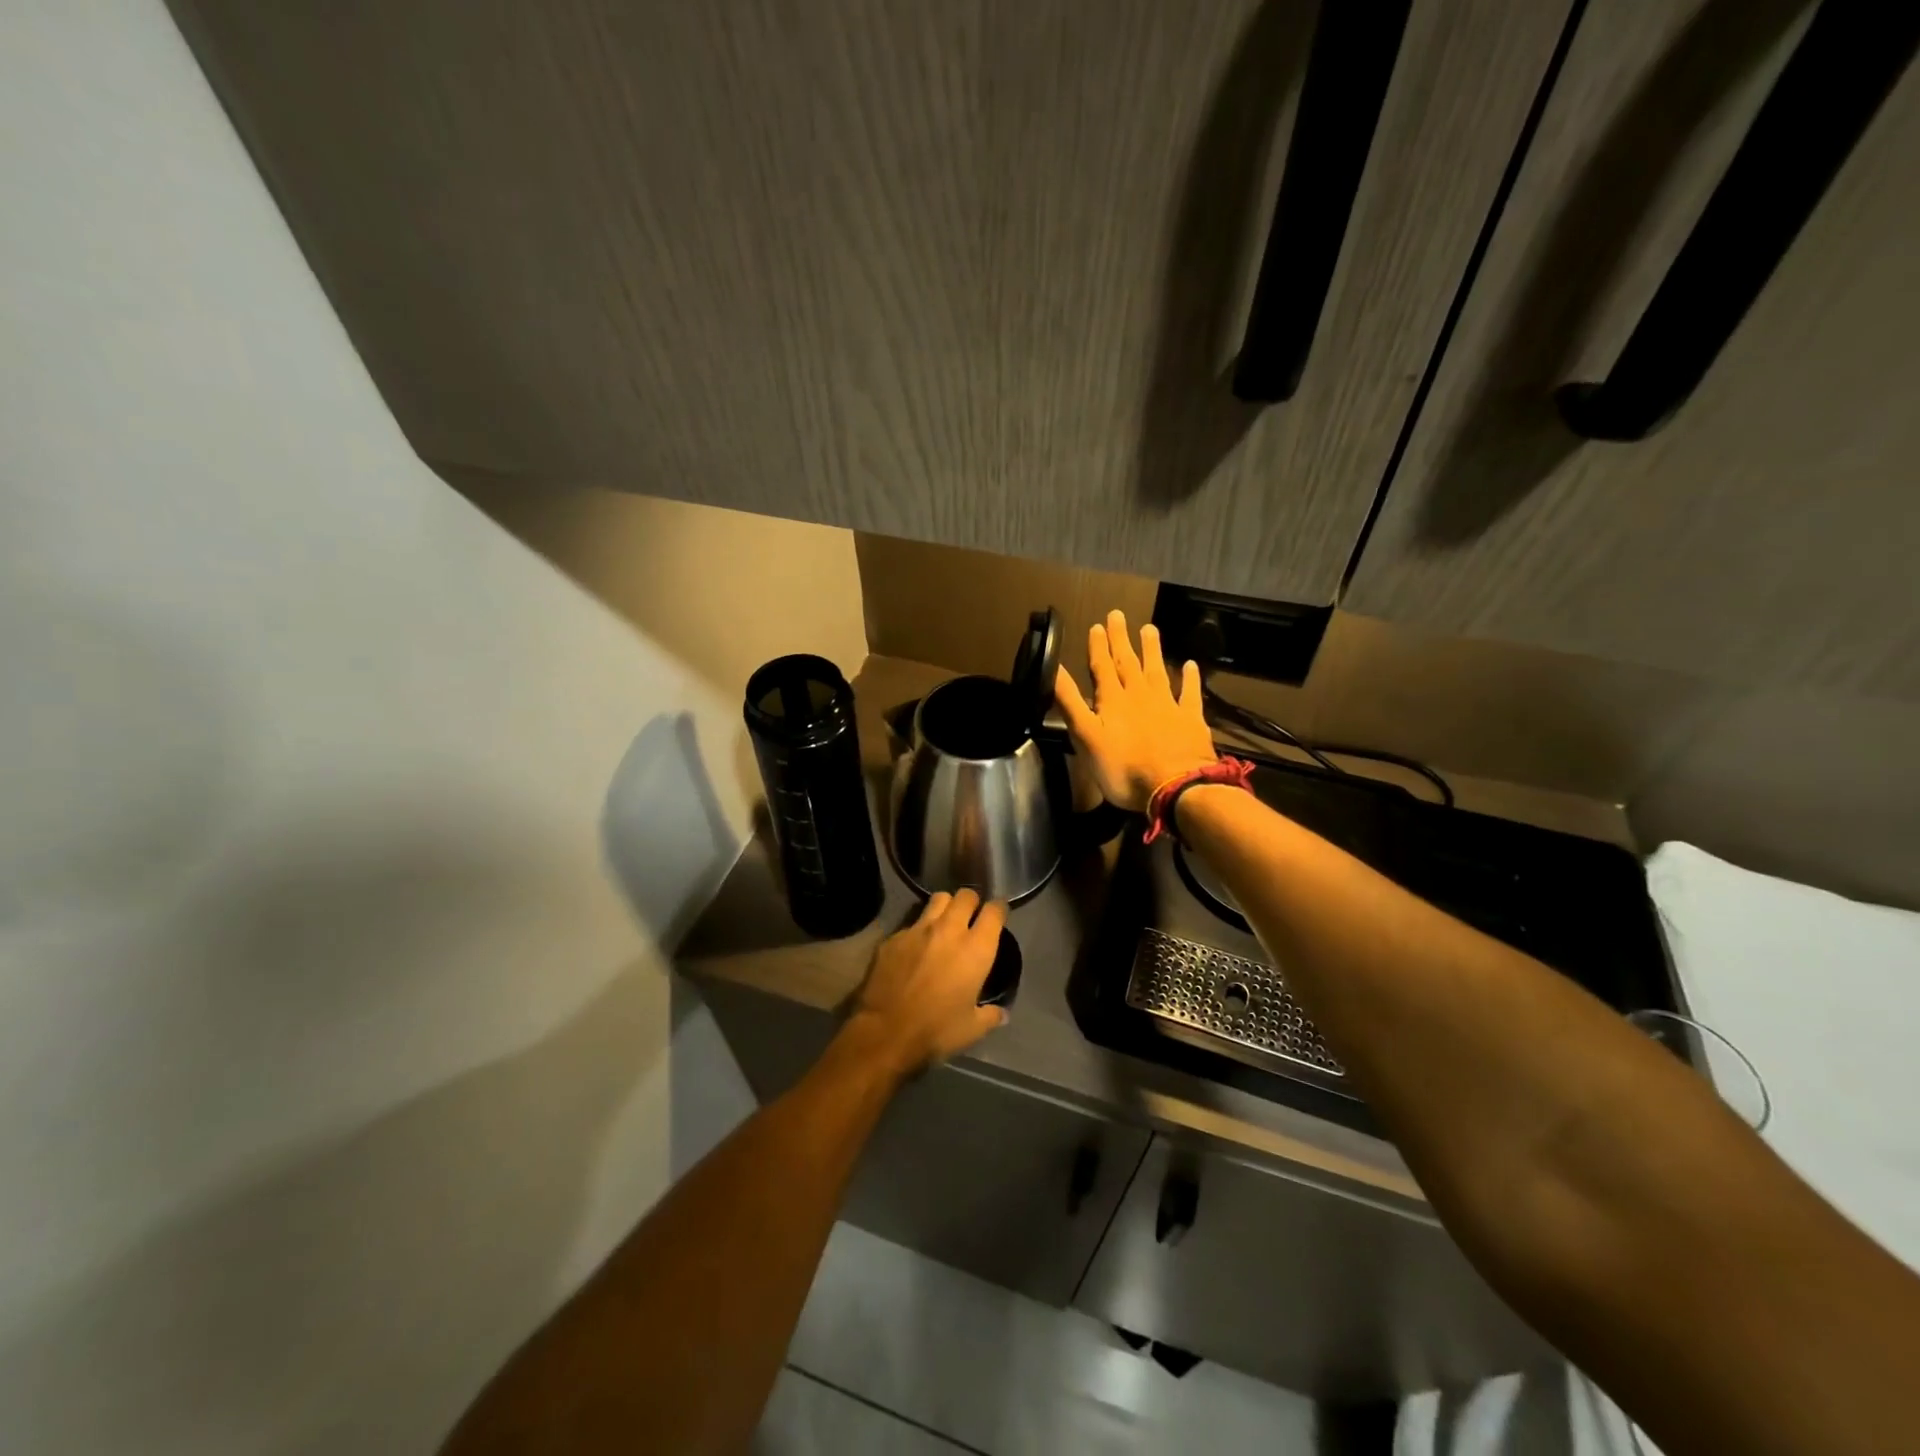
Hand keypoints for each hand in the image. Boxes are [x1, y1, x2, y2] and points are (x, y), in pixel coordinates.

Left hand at [847, 889, 1007, 1078]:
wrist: (886, 1032)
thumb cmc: (936, 1030)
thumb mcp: (972, 1029)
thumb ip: (990, 1015)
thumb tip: (1002, 1014)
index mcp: (976, 949)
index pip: (994, 911)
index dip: (999, 909)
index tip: (998, 915)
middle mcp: (949, 930)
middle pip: (965, 895)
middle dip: (971, 902)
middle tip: (970, 917)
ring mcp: (918, 929)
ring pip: (938, 899)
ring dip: (946, 906)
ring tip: (945, 922)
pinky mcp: (894, 937)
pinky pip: (911, 923)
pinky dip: (918, 930)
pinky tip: (915, 948)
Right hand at [1055, 609, 1217, 811]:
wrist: (1175, 787)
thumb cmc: (1123, 768)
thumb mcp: (1085, 737)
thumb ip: (1070, 702)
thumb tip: (1053, 669)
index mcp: (1112, 700)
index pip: (1102, 667)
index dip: (1098, 646)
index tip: (1097, 625)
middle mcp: (1140, 695)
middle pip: (1128, 663)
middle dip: (1121, 640)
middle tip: (1119, 615)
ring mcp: (1168, 705)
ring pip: (1157, 671)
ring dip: (1152, 650)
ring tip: (1149, 628)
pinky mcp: (1190, 720)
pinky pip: (1190, 693)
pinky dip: (1190, 678)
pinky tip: (1191, 665)